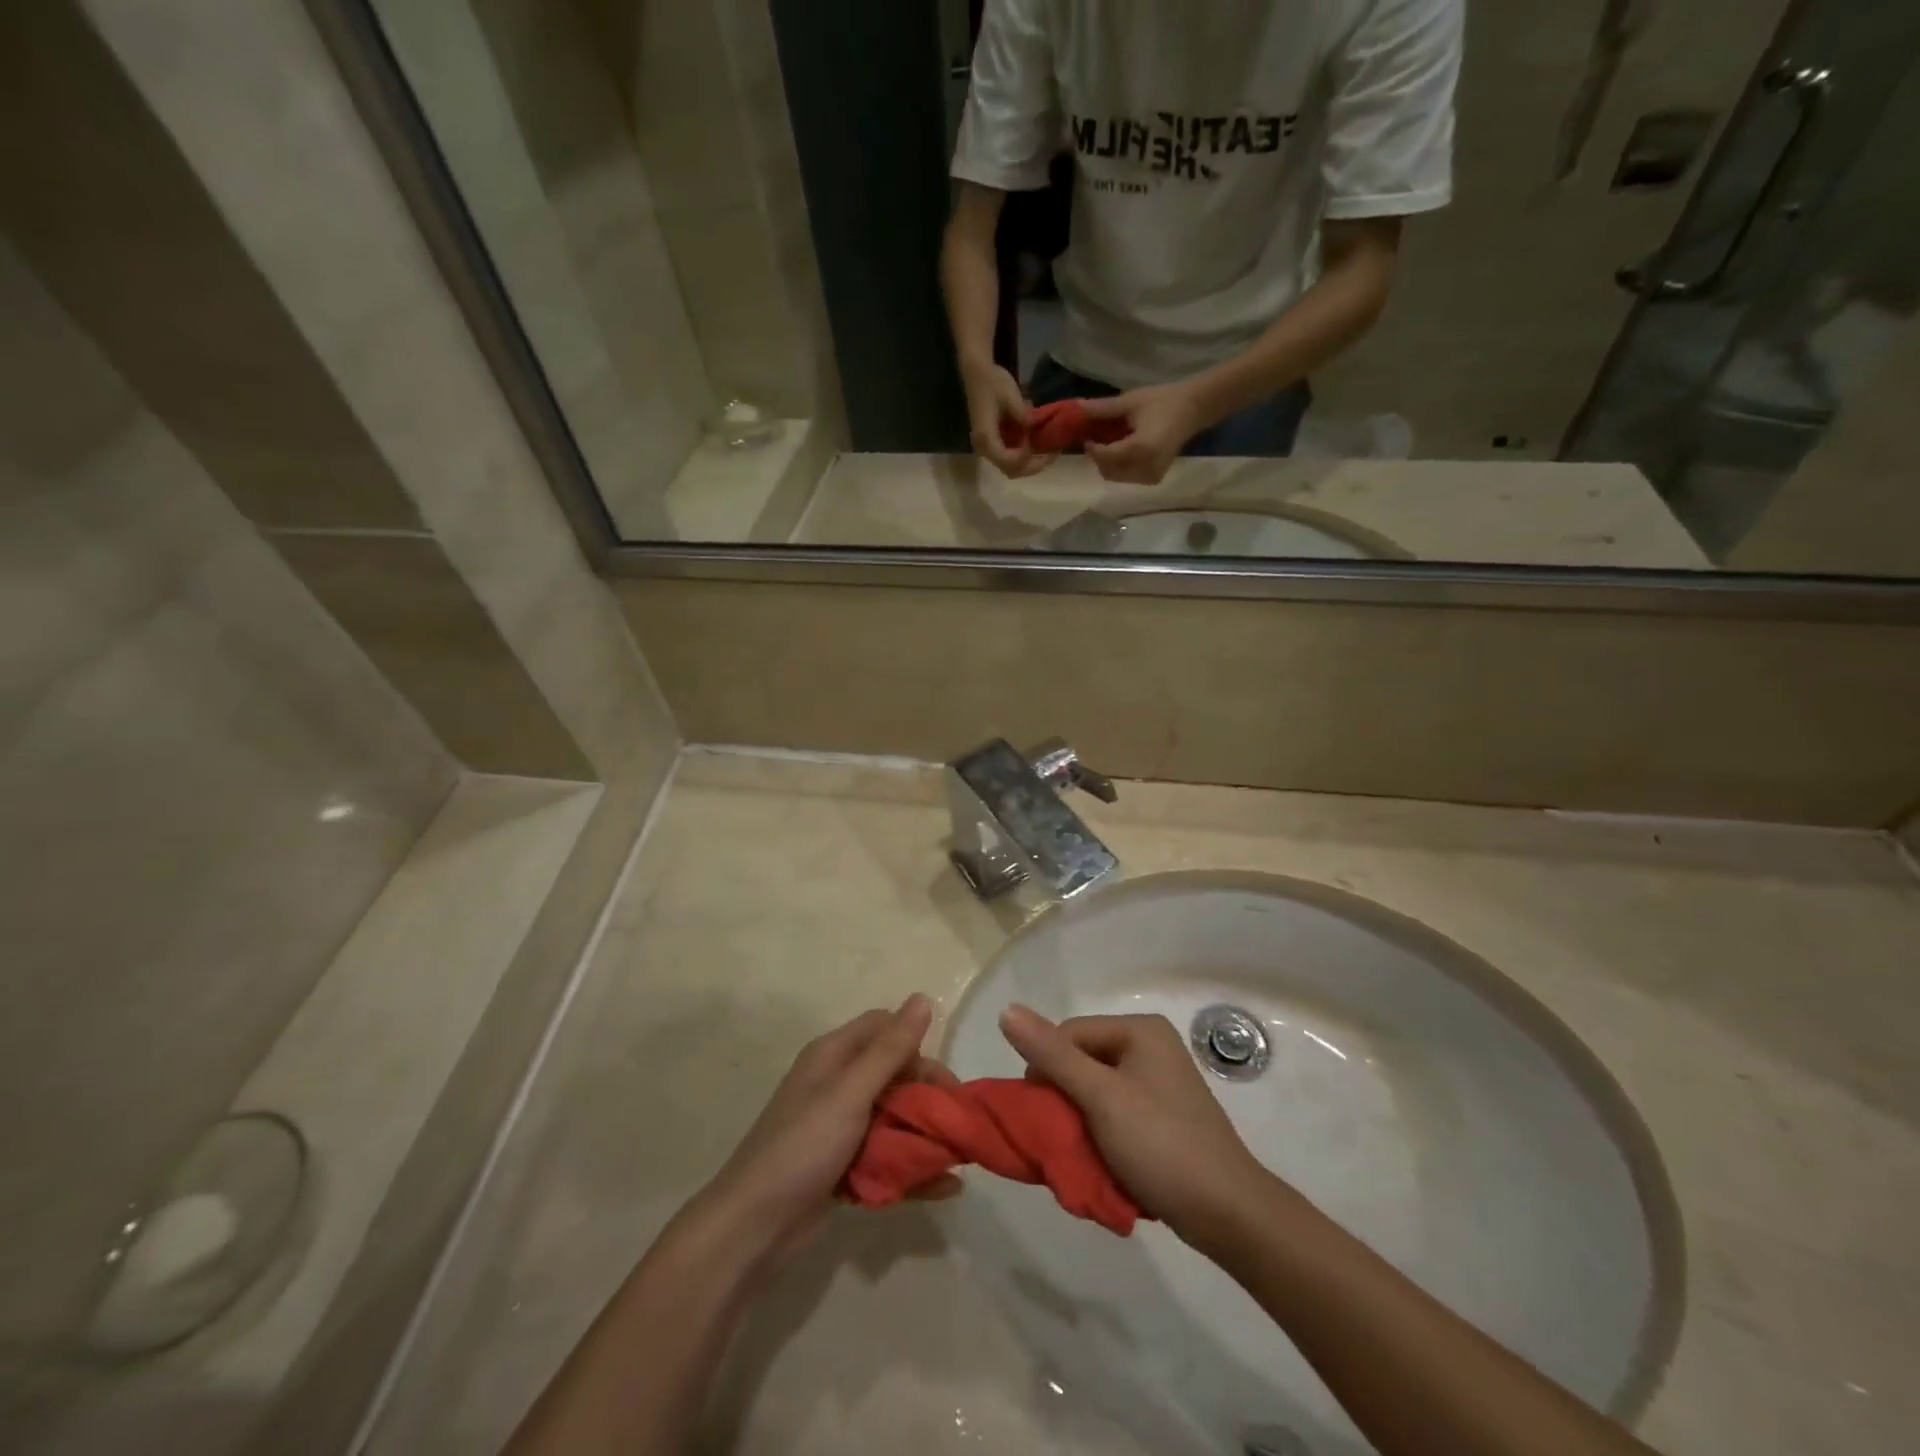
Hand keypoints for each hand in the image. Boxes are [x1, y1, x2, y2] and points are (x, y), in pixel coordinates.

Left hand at [702, 995, 959, 1263]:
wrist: (753, 1226)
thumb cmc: (803, 1146)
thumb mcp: (850, 1092)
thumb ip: (890, 1050)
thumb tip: (923, 998)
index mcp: (834, 1056)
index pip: (884, 1028)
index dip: (915, 1045)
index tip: (941, 1079)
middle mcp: (837, 1084)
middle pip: (894, 1074)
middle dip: (927, 1095)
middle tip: (955, 1123)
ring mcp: (840, 1127)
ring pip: (893, 1117)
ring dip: (925, 1133)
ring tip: (960, 1157)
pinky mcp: (843, 1166)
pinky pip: (887, 1157)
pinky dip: (913, 1169)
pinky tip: (946, 1188)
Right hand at [961, 358, 1056, 477]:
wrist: (978, 373)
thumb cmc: (992, 382)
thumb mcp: (1011, 396)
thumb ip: (1023, 416)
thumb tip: (1036, 429)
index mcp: (986, 437)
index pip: (1008, 461)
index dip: (1027, 460)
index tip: (1044, 449)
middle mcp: (985, 448)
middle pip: (1010, 470)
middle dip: (1033, 466)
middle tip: (1053, 455)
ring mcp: (989, 447)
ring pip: (1011, 467)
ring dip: (1030, 464)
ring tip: (1049, 453)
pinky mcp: (994, 443)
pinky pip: (1010, 458)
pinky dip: (1026, 457)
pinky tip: (1039, 447)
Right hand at [999, 1005, 1269, 1241]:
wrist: (1228, 1213)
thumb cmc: (1161, 1144)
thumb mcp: (1101, 1097)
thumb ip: (1053, 1055)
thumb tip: (1007, 1010)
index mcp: (1139, 1030)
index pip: (1069, 1034)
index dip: (1047, 1070)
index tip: (1041, 1114)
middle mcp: (1150, 1047)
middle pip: (1082, 1062)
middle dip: (1064, 1100)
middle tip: (1060, 1139)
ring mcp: (1159, 1083)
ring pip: (1095, 1091)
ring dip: (1080, 1122)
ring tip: (1081, 1155)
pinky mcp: (1162, 1116)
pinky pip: (1115, 1113)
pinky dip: (1100, 1135)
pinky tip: (1102, 1161)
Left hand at [1080, 384, 1207, 483]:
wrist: (1193, 409)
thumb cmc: (1163, 401)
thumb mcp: (1131, 402)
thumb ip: (1103, 408)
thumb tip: (1076, 408)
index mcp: (1141, 448)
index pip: (1106, 457)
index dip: (1092, 449)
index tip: (1086, 438)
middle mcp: (1146, 467)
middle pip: (1109, 471)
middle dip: (1099, 458)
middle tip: (1097, 441)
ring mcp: (1151, 476)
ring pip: (1116, 477)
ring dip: (1108, 464)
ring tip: (1111, 445)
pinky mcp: (1154, 478)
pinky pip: (1128, 478)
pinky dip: (1120, 467)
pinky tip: (1124, 452)